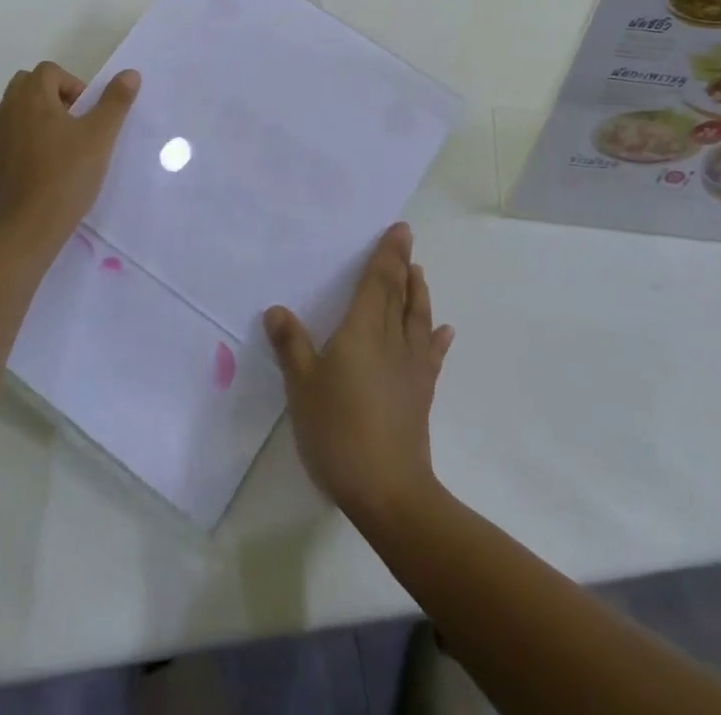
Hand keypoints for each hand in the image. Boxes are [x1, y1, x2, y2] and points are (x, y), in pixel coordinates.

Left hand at [0, 61, 138, 243]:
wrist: (26, 227)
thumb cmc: (67, 175)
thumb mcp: (100, 136)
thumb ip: (115, 101)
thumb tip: (130, 73)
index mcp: (31, 98)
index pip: (49, 70)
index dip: (73, 84)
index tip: (87, 113)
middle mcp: (7, 111)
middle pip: (27, 85)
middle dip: (52, 95)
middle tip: (74, 123)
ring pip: (16, 110)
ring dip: (38, 117)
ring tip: (62, 146)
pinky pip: (9, 136)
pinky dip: (25, 140)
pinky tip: (45, 167)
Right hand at [265, 223, 453, 525]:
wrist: (387, 489)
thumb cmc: (337, 429)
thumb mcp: (301, 385)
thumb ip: (291, 345)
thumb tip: (276, 309)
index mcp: (362, 331)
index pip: (378, 282)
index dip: (387, 255)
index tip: (399, 230)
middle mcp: (391, 340)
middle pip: (399, 294)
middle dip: (402, 265)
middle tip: (406, 240)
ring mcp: (411, 368)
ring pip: (417, 319)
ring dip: (418, 293)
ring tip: (420, 274)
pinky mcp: (421, 394)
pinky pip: (431, 356)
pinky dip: (437, 339)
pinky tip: (444, 331)